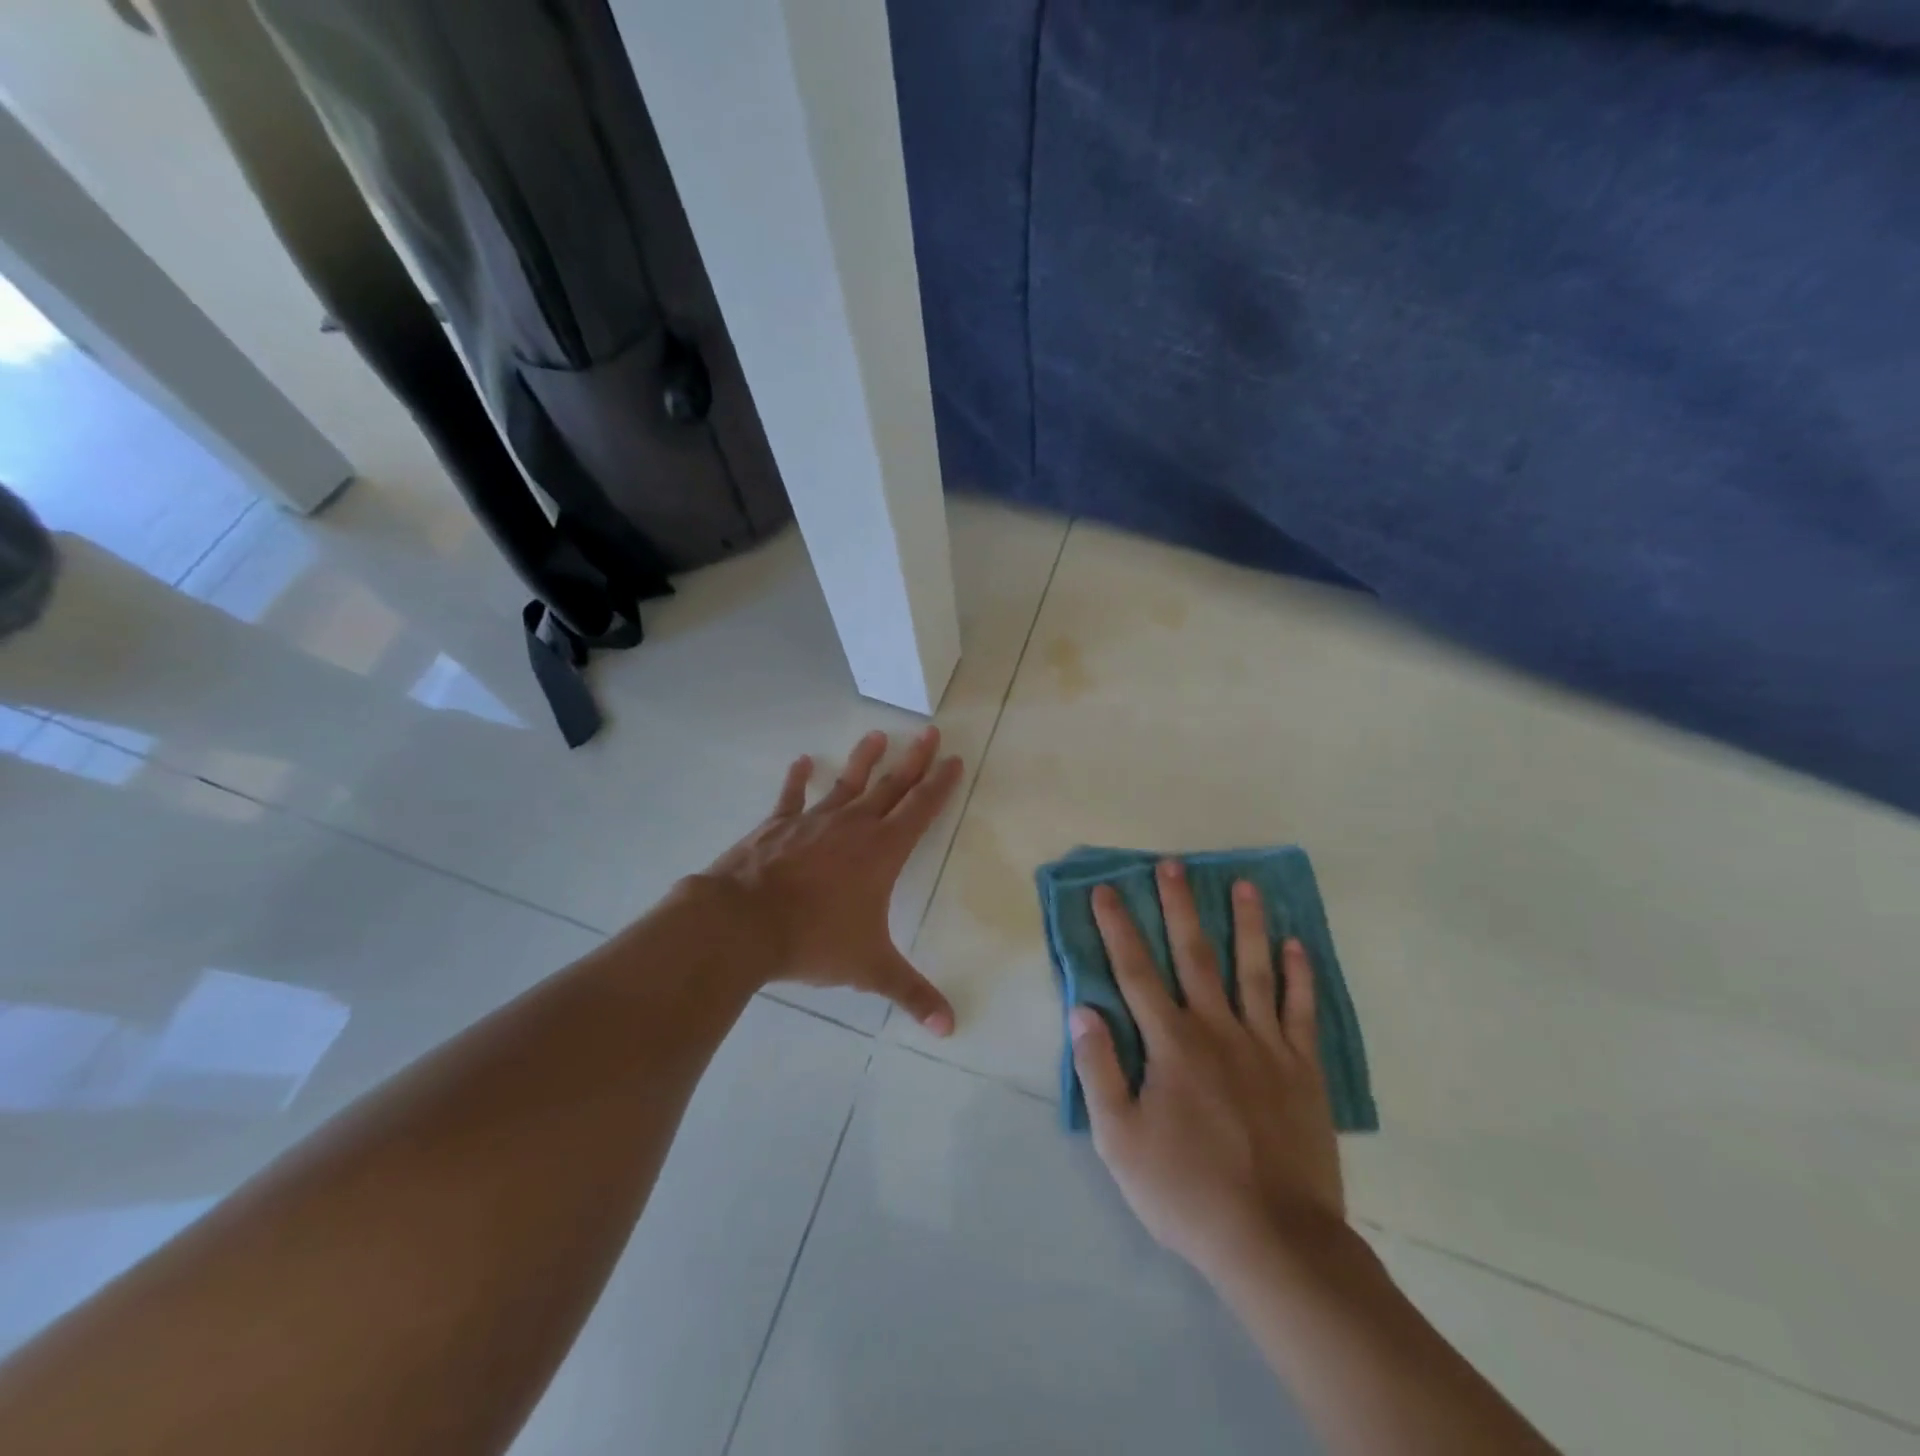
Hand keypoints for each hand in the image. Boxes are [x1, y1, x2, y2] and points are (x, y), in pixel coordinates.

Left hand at [701, 728, 962, 1033]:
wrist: (742, 924)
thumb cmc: (813, 940)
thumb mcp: (869, 968)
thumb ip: (911, 994)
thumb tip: (950, 1029)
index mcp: (882, 852)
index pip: (921, 810)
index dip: (940, 784)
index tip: (954, 760)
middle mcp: (853, 827)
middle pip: (891, 786)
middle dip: (914, 759)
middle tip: (930, 731)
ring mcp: (812, 821)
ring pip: (846, 784)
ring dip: (864, 759)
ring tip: (877, 735)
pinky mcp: (776, 826)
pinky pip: (791, 797)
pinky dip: (796, 779)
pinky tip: (801, 761)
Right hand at [1070, 859, 1344, 1277]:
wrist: (1275, 1242)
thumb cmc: (1186, 1191)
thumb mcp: (1120, 1139)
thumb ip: (1099, 1070)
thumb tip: (1082, 1009)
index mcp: (1171, 1044)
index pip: (1136, 971)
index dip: (1118, 927)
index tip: (1106, 889)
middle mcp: (1217, 1030)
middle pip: (1194, 955)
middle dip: (1179, 906)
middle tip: (1173, 865)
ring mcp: (1266, 1046)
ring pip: (1254, 970)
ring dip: (1247, 924)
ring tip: (1245, 884)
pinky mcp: (1303, 1070)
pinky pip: (1301, 1011)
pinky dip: (1299, 976)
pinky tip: (1298, 946)